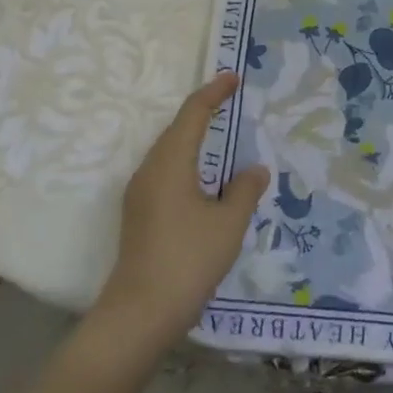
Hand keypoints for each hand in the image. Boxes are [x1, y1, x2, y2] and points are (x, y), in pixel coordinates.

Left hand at [87, 74, 269, 360]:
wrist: (139, 314)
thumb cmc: (188, 260)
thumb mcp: (228, 224)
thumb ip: (245, 190)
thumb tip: (254, 169)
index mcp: (170, 164)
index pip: (192, 114)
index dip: (213, 93)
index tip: (233, 78)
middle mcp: (149, 170)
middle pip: (175, 129)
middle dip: (202, 111)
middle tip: (230, 100)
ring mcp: (139, 193)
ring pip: (167, 151)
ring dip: (192, 137)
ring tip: (219, 133)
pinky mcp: (138, 214)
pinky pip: (164, 171)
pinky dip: (185, 160)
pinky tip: (202, 178)